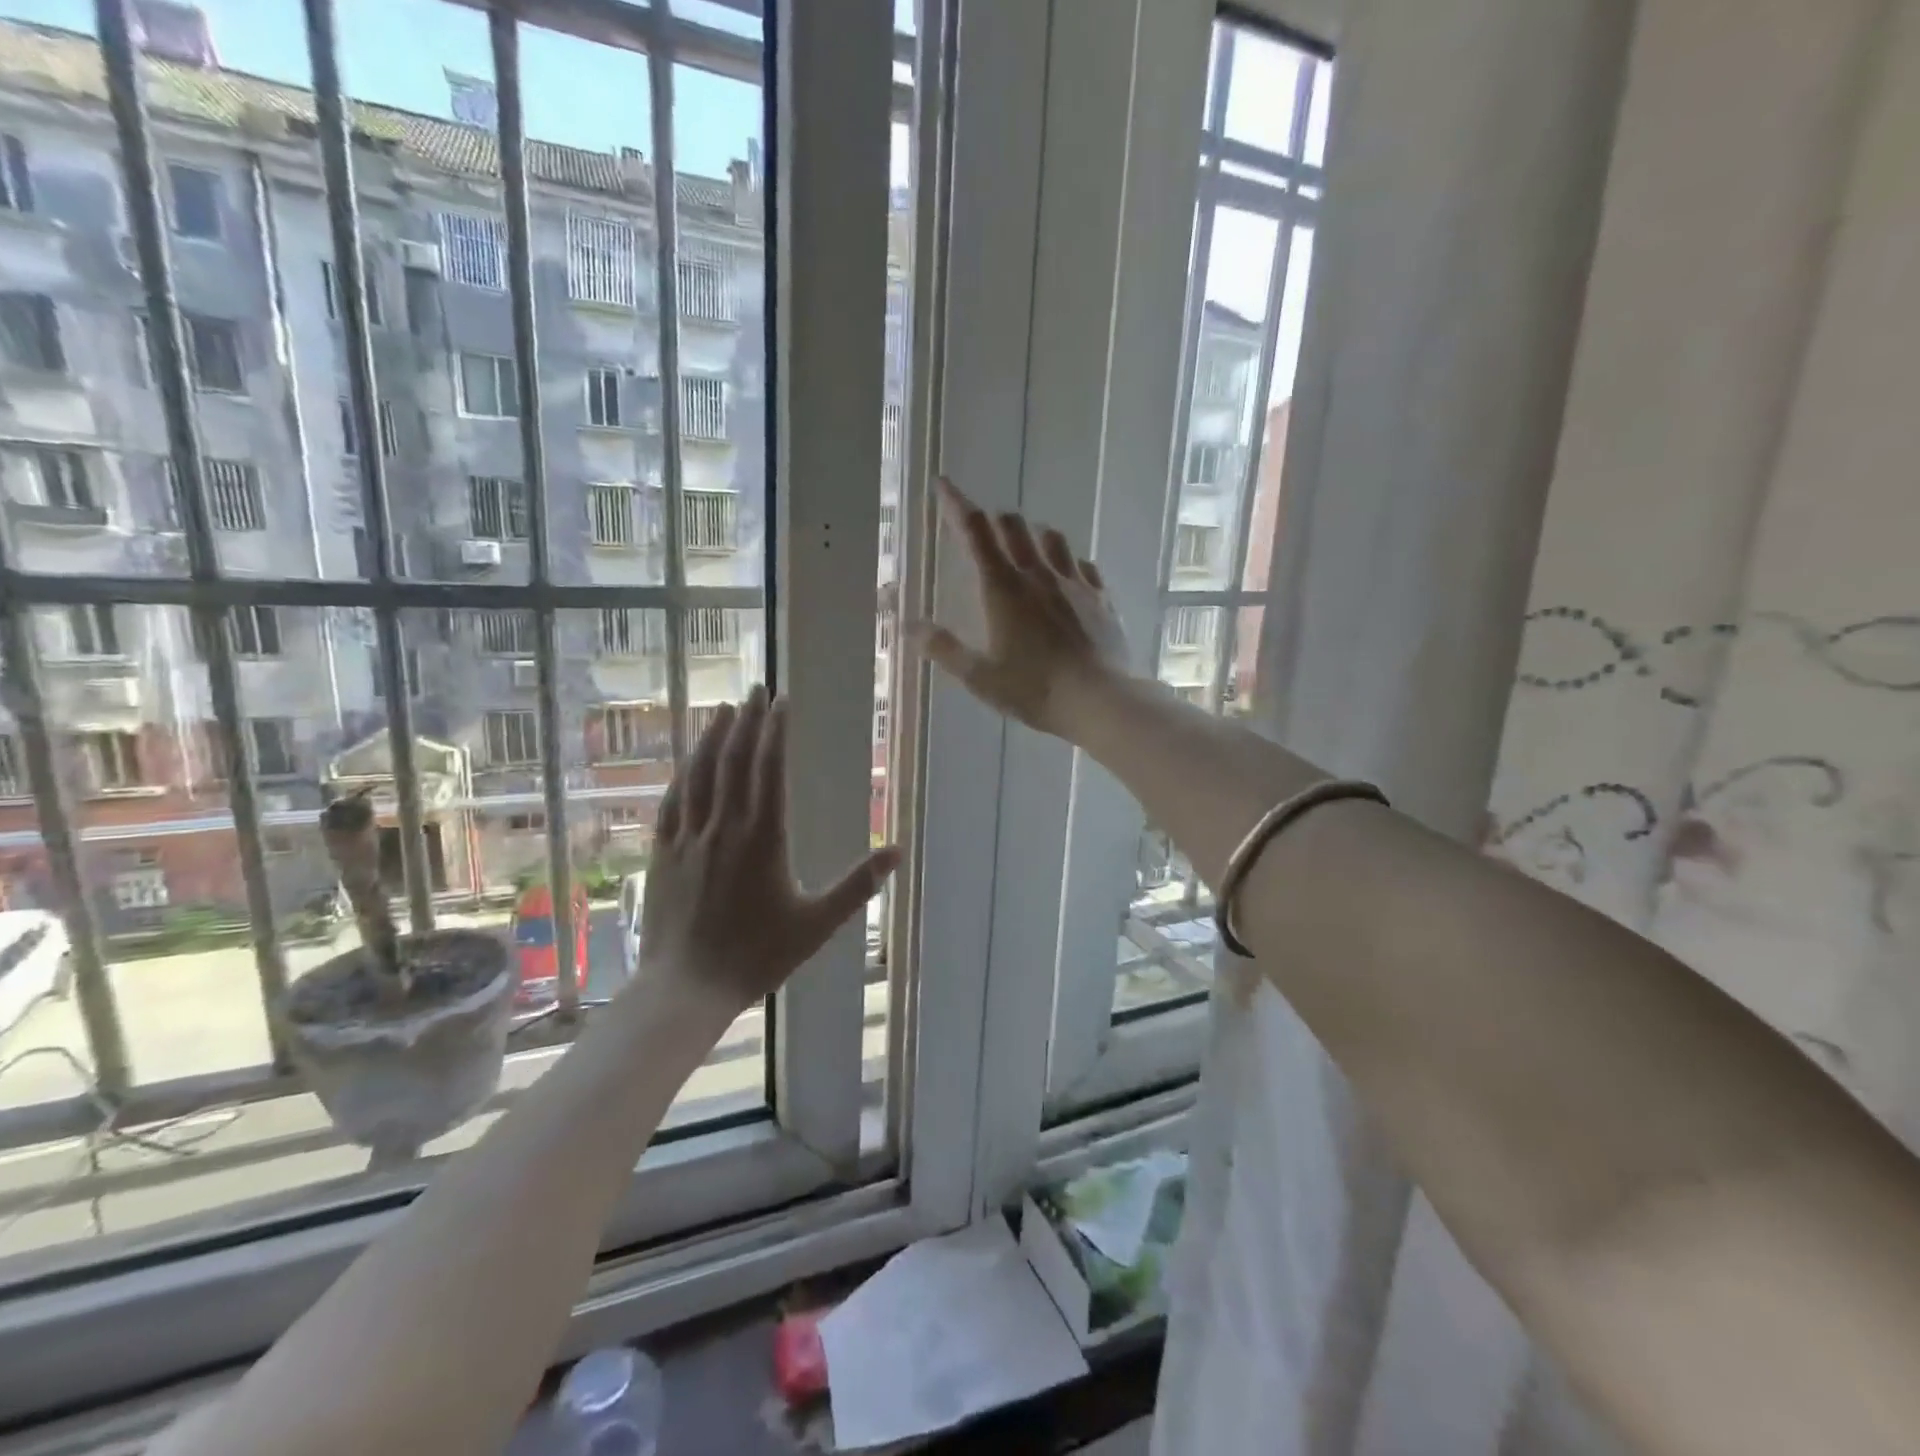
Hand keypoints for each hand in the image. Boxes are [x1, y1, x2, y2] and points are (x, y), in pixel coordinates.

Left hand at [638, 687, 899, 1017]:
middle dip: (746, 720)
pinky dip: (683, 773)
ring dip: (712, 737)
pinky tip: (688, 760)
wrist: (687, 987)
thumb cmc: (758, 955)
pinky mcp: (663, 852)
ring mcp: (689, 837)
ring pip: (699, 773)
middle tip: (755, 690)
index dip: (775, 730)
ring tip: (723, 709)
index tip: (781, 701)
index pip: (769, 768)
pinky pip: (673, 800)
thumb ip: (857, 885)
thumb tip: (897, 851)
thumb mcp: (818, 924)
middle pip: (734, 760)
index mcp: (763, 838)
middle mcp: (724, 826)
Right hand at [912, 478, 1131, 737]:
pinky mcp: (1101, 598)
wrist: (1099, 700)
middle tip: (983, 528)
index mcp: (1002, 588)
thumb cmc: (1033, 689)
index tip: (944, 484)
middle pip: (1013, 526)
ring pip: (1051, 538)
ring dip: (1033, 534)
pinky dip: (1067, 561)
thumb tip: (908, 625)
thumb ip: (942, 648)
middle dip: (993, 520)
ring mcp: (1074, 583)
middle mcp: (1038, 575)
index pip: (975, 532)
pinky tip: (1067, 574)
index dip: (957, 504)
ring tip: (1026, 545)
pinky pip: (1083, 565)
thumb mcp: (979, 676)